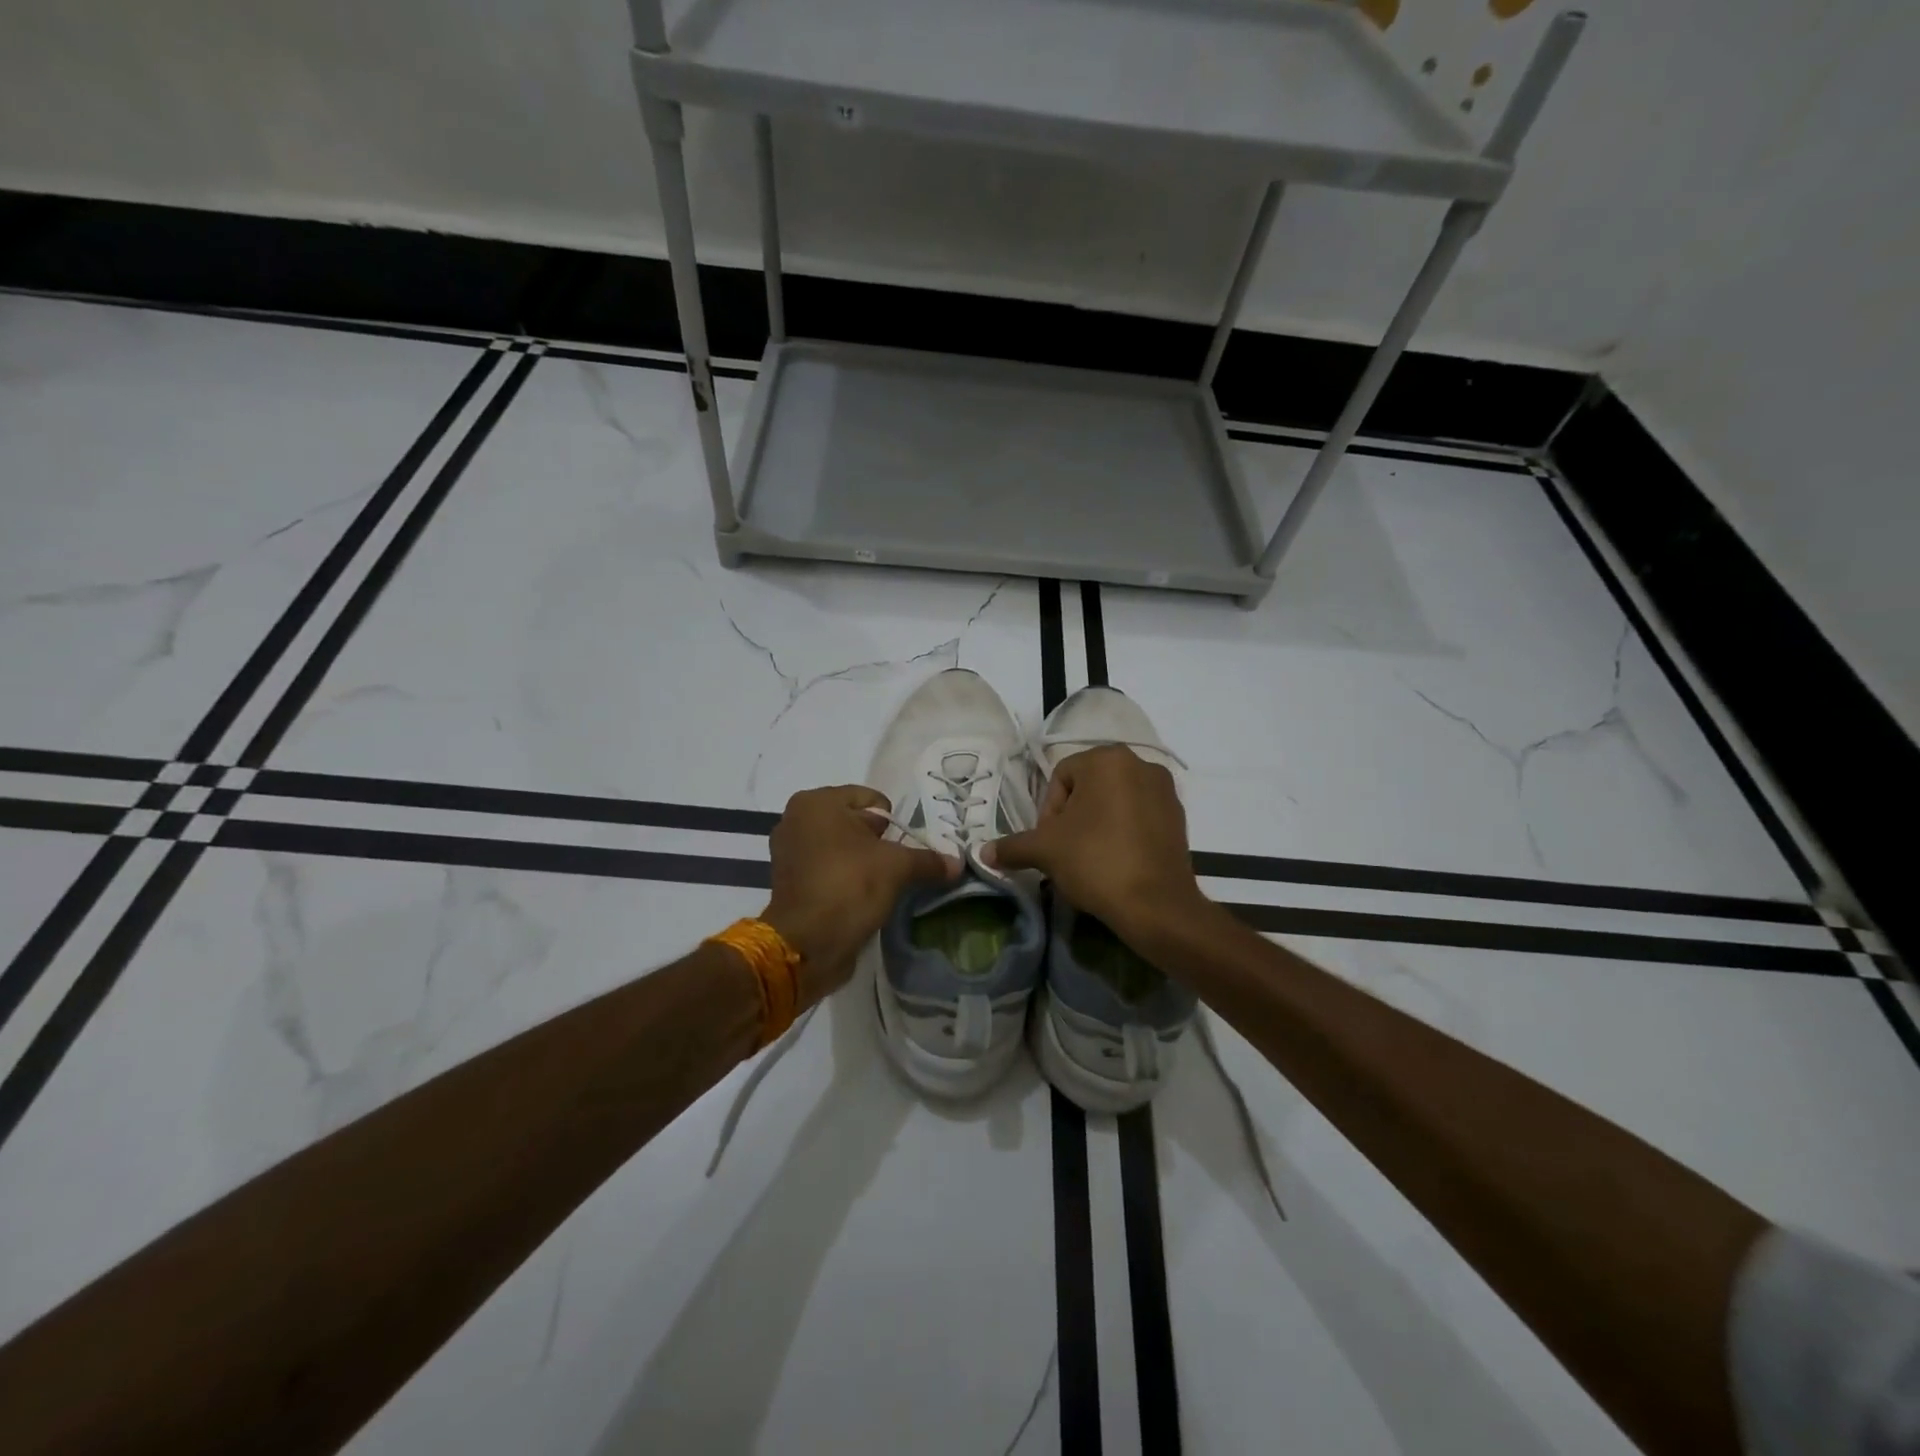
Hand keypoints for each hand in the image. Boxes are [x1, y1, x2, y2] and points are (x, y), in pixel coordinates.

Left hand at [762, 785, 960, 1005]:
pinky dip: (844, 879)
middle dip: (878, 842)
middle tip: (896, 867)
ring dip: (862, 863)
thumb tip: (957, 863)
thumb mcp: (897, 868)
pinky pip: (827, 870)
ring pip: (841, 848)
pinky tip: (862, 898)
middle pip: (854, 823)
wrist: (806, 944)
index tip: (903, 848)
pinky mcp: (788, 882)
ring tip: (881, 885)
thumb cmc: (849, 885)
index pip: (870, 799)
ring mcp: (788, 852)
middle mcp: (796, 819)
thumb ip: (928, 860)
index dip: (893, 823)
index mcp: (817, 802)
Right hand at [984, 746, 1208, 946]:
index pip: (1061, 777)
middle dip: (1073, 817)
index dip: (1048, 812)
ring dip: (1097, 824)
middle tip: (1067, 851)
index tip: (1051, 843)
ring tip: (1090, 858)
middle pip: (1089, 787)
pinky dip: (1124, 832)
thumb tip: (983, 853)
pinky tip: (1116, 861)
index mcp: (1107, 759)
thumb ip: (1012, 846)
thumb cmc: (1096, 862)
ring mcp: (1165, 790)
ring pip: (1115, 801)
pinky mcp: (1180, 816)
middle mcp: (1141, 763)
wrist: (1157, 906)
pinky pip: (1139, 816)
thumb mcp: (1045, 851)